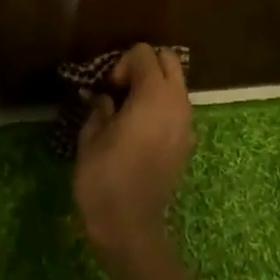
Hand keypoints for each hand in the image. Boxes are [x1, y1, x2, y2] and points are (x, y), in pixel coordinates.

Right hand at [74, 45, 196, 260]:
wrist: (130, 226)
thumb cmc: (103, 178)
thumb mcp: (90, 137)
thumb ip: (99, 108)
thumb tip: (102, 97)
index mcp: (153, 96)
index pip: (144, 53)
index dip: (121, 64)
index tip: (107, 89)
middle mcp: (178, 103)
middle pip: (169, 61)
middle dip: (144, 67)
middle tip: (119, 91)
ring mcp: (188, 124)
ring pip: (177, 85)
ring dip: (154, 87)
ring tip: (127, 111)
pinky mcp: (188, 143)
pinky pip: (178, 109)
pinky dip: (161, 107)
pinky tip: (139, 130)